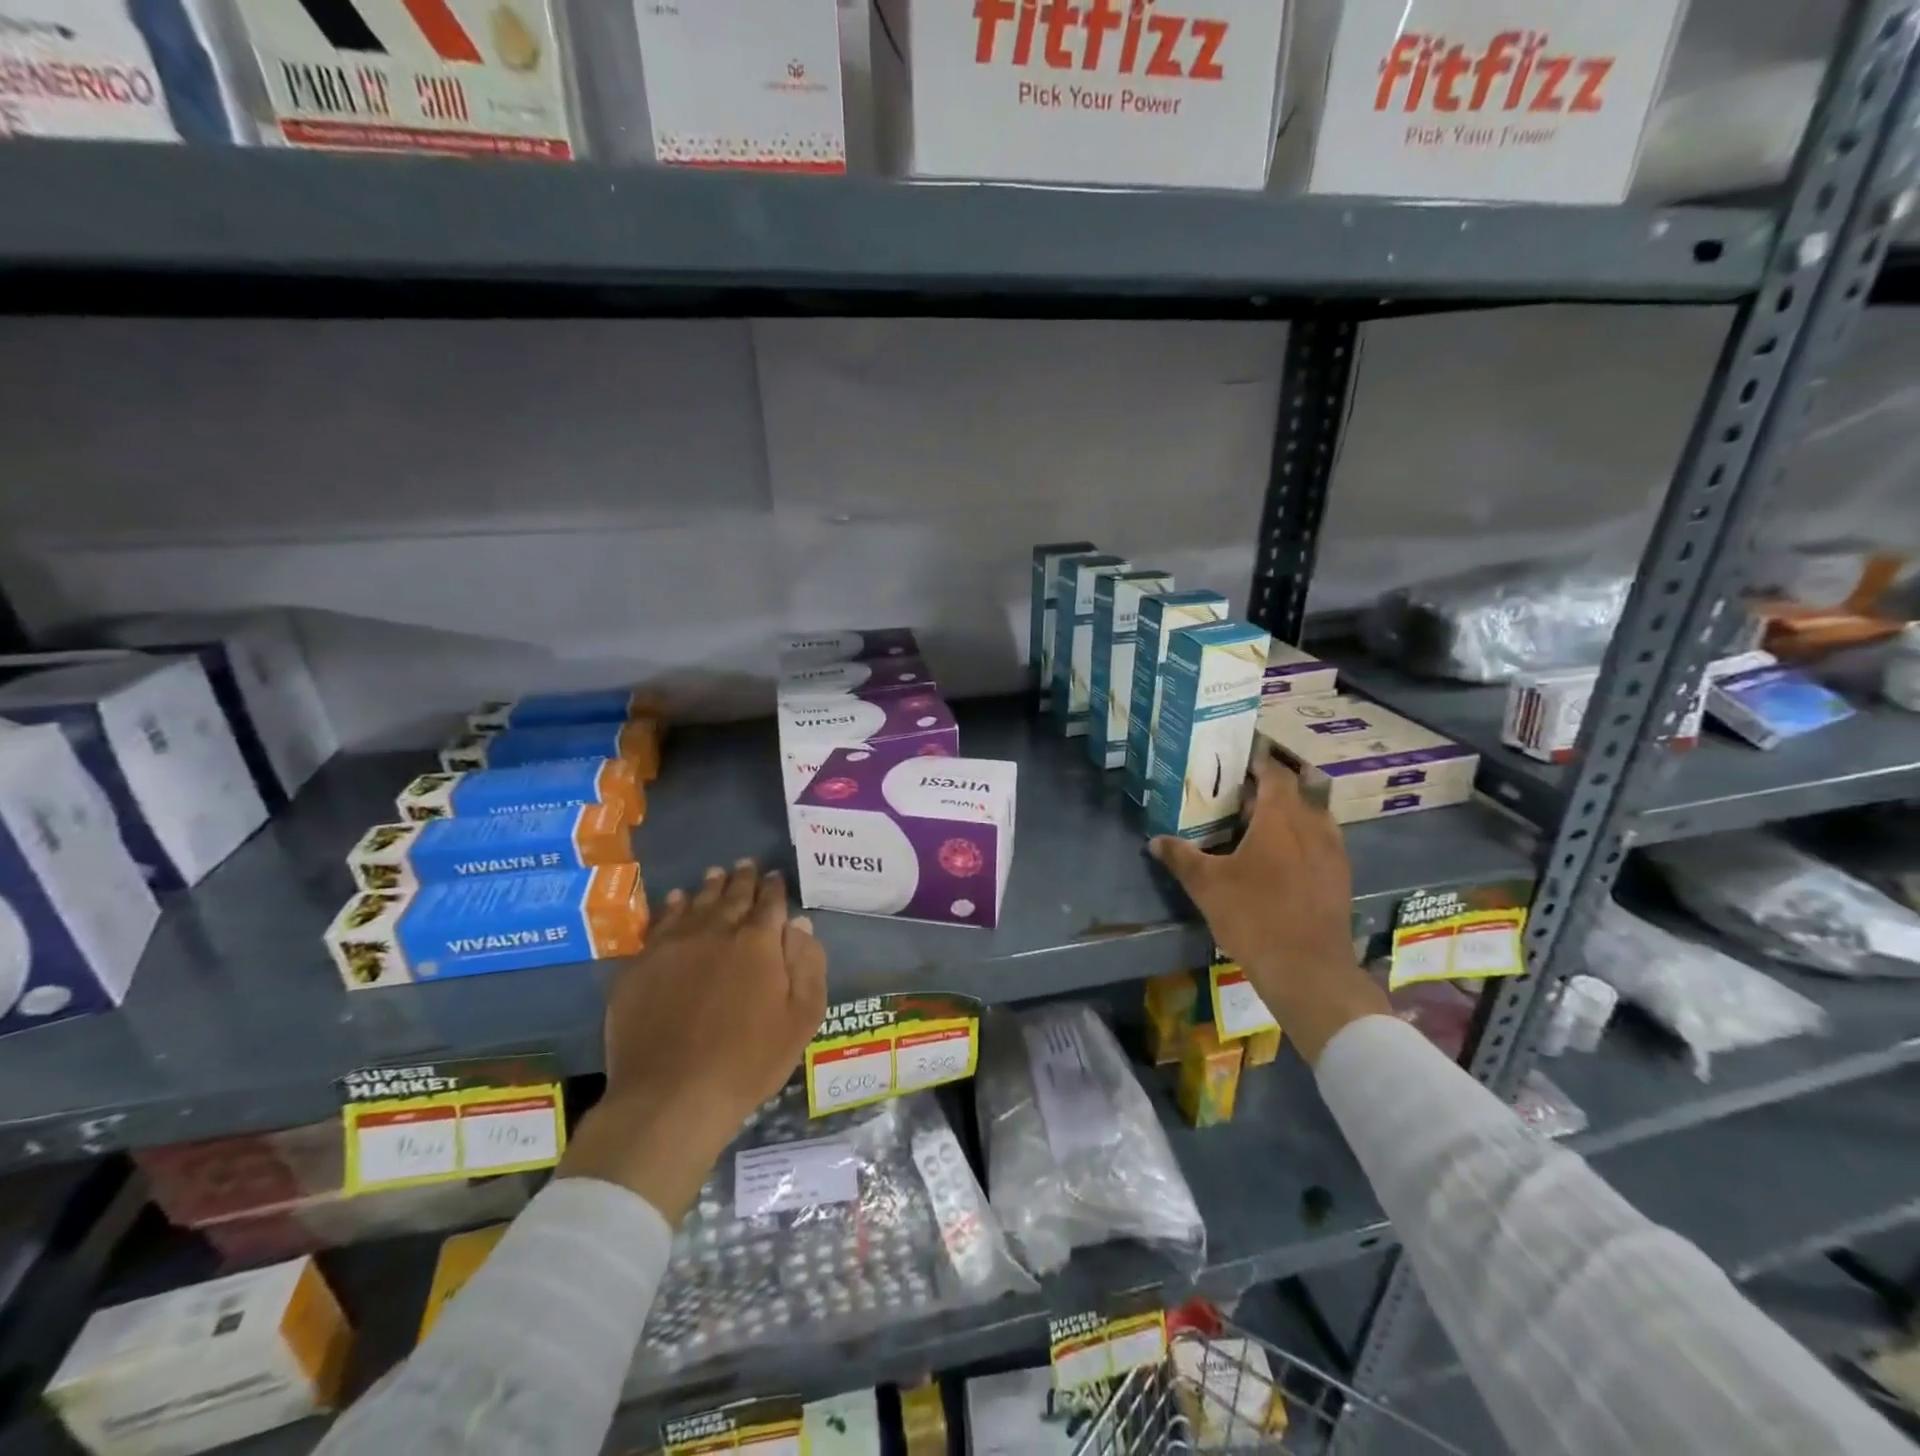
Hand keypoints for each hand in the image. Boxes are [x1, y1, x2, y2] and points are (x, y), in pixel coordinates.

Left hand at [558, 859, 827, 1220]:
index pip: (770, 903)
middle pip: (732, 896)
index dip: (775, 888)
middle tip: (747, 864)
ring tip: (716, 874)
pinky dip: (671, 907)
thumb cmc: (749, 1060)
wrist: (672, 1095)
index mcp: (759, 943)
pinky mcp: (640, 965)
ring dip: (709, 887)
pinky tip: (675, 900)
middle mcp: (716, 932)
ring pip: (695, 903)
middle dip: (743, 879)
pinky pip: (659, 924)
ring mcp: (673, 946)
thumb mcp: (801, 1017)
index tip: (776, 876)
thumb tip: (800, 923)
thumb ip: (807, 964)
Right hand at [1150, 753, 1388, 1065]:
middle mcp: (1314, 826)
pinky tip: (1279, 861)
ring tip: (1258, 825)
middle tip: (1239, 795)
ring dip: (1288, 815)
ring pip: (1311, 819)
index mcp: (1282, 818)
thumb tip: (1155, 841)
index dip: (1258, 760)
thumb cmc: (1254, 916)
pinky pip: (1320, 844)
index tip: (1239, 756)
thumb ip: (1181, 857)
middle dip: (1269, 790)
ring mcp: (1333, 853)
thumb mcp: (1207, 885)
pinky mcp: (1340, 879)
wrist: (1308, 970)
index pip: (1275, 773)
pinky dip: (1300, 840)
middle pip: (1295, 793)